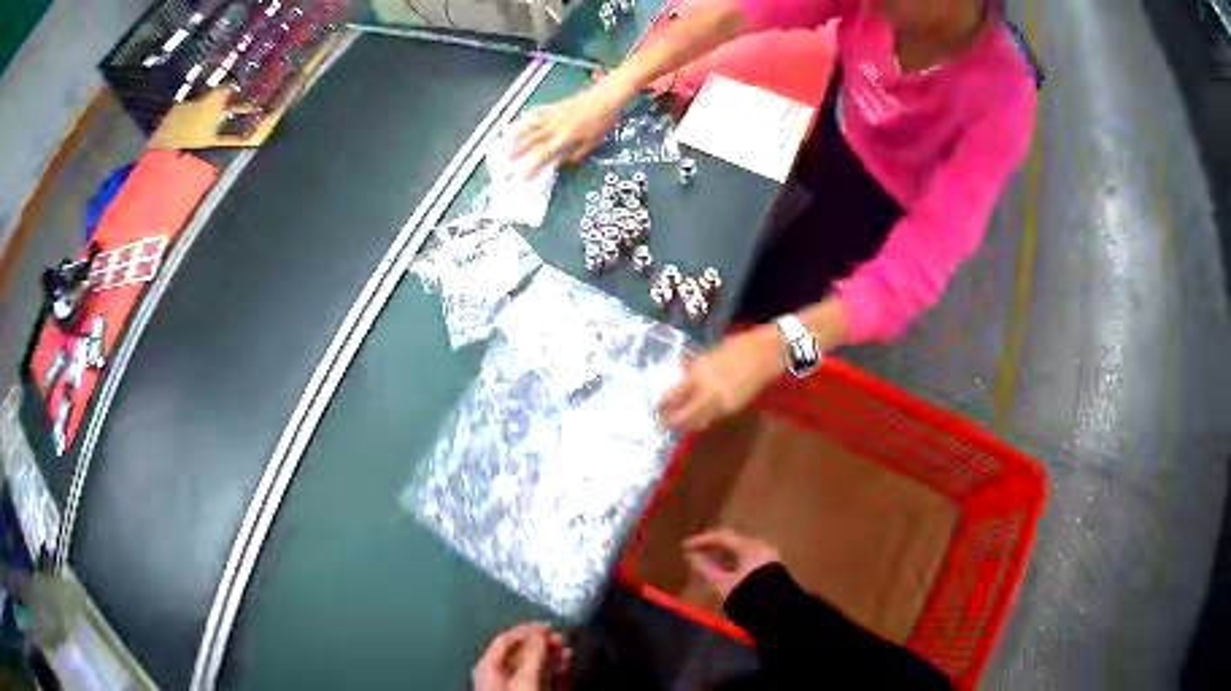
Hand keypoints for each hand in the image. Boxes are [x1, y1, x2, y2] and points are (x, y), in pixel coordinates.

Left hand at [473, 623, 571, 690]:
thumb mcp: (525, 680)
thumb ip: (532, 655)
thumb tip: (538, 634)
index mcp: (488, 668)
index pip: (505, 640)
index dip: (527, 630)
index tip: (549, 626)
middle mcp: (497, 677)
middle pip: (520, 653)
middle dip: (541, 644)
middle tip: (561, 639)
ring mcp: (512, 689)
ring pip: (532, 666)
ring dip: (550, 656)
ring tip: (567, 652)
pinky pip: (540, 679)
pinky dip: (553, 671)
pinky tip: (565, 667)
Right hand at [512, 80, 628, 176]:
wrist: (606, 97)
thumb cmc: (602, 121)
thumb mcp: (593, 142)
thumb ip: (577, 153)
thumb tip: (563, 163)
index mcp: (565, 138)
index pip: (544, 155)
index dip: (532, 167)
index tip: (522, 177)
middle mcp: (555, 127)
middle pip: (532, 141)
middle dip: (517, 153)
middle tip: (505, 163)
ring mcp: (552, 115)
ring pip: (529, 126)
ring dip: (515, 136)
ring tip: (504, 143)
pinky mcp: (553, 106)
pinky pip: (535, 113)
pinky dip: (525, 118)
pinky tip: (517, 122)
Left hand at [658, 327, 782, 431]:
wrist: (768, 354)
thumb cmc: (740, 345)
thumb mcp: (712, 352)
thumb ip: (696, 366)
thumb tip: (683, 373)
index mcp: (701, 373)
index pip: (676, 395)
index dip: (663, 404)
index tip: (655, 407)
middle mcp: (709, 392)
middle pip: (685, 416)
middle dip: (672, 422)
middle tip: (661, 422)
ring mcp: (723, 402)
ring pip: (699, 421)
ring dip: (686, 424)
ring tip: (676, 424)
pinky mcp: (734, 408)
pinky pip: (713, 417)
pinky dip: (702, 419)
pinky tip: (697, 417)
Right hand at [683, 529, 781, 601]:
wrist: (775, 612)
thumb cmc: (747, 593)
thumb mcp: (722, 583)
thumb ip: (705, 568)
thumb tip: (690, 557)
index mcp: (750, 546)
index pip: (722, 537)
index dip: (702, 540)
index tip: (685, 546)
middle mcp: (760, 548)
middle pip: (731, 543)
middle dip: (711, 549)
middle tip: (693, 554)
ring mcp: (766, 559)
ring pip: (739, 553)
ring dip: (720, 558)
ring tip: (703, 565)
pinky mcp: (769, 571)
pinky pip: (746, 562)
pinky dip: (731, 565)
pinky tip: (720, 573)